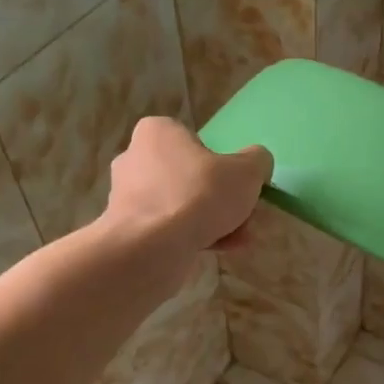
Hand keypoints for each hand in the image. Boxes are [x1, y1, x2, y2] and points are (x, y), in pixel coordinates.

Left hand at [105, 117, 271, 252]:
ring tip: (237, 239)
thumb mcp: (246, 171)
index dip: (221, 162)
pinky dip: (191, 237)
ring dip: (210, 220)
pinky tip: (219, 250)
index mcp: (157, 132)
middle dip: (219, 198)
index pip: (195, 140)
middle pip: (190, 175)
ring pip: (181, 204)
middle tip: (243, 215)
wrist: (150, 250)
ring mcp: (126, 196)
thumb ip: (257, 161)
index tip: (238, 183)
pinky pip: (167, 229)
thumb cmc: (198, 195)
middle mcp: (135, 158)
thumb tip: (257, 164)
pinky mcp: (126, 230)